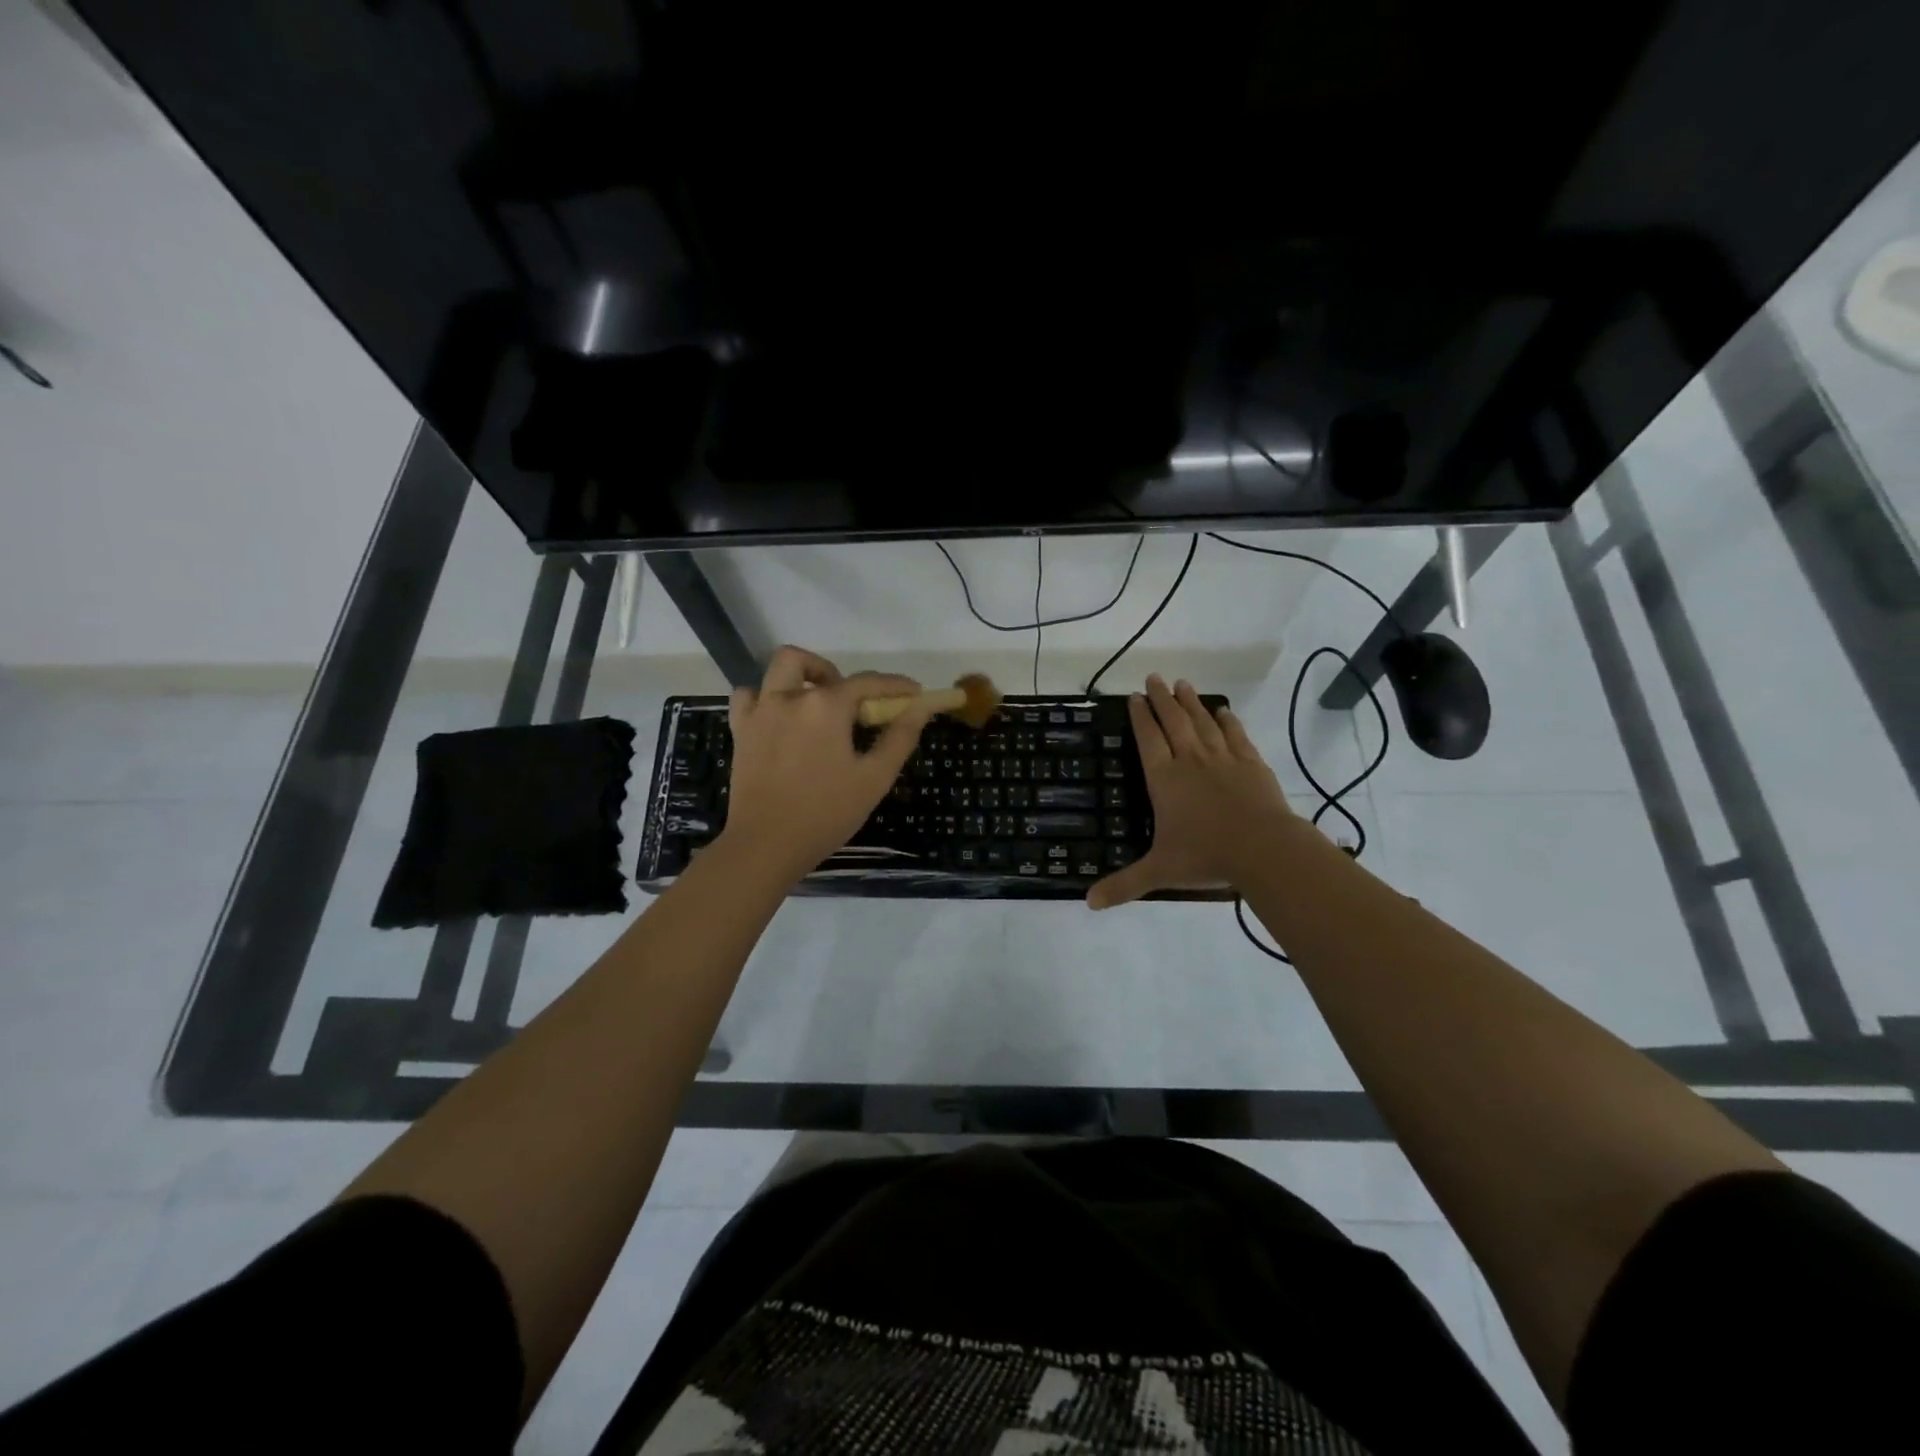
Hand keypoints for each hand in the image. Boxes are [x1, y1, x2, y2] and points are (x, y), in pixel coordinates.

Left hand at [718, 646, 932, 879]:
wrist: (767, 845)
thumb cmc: (827, 813)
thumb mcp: (874, 778)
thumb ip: (900, 737)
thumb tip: (921, 707)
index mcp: (826, 707)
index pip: (867, 682)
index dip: (894, 686)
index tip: (914, 693)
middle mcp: (790, 698)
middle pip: (811, 663)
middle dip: (835, 674)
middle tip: (851, 704)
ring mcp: (760, 712)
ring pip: (777, 671)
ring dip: (800, 678)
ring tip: (814, 704)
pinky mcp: (740, 731)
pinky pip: (748, 697)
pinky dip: (765, 697)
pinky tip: (779, 717)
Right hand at [1087, 674, 1298, 908]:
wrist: (1263, 849)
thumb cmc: (1206, 856)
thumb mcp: (1159, 872)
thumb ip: (1124, 885)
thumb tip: (1088, 903)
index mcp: (1164, 780)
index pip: (1147, 739)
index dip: (1139, 717)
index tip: (1133, 697)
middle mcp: (1190, 760)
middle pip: (1173, 722)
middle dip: (1161, 699)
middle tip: (1153, 678)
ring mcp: (1223, 759)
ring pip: (1202, 722)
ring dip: (1190, 702)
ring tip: (1181, 683)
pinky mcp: (1251, 763)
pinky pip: (1236, 735)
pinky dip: (1227, 720)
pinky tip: (1222, 710)